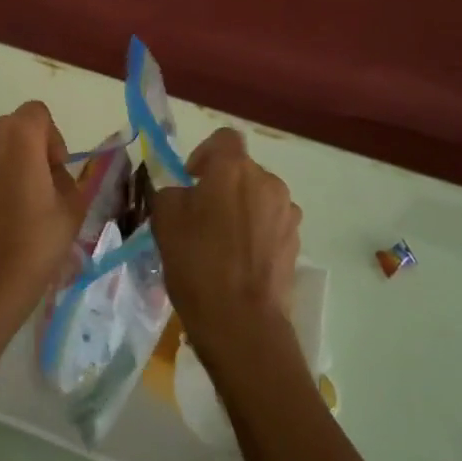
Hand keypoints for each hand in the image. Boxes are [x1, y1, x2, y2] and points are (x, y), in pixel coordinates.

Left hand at [0, 101, 84, 333]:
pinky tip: (0, 207)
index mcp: (19, 135)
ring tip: (20, 197)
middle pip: (15, 125)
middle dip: (32, 146)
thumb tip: (50, 173)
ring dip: (11, 158)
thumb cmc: (35, 241)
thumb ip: (65, 177)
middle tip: (42, 184)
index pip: (39, 114)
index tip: (56, 171)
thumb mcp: (71, 207)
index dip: (53, 139)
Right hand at [151, 128, 300, 368]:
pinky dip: (256, 232)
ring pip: (258, 197)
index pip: (224, 138)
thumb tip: (184, 192)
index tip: (191, 180)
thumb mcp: (165, 220)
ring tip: (223, 241)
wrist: (242, 322)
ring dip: (242, 208)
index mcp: (233, 168)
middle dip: (222, 185)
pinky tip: (241, 260)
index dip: (205, 154)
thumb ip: (172, 192)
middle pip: (242, 170)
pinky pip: (271, 223)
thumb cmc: (197, 263)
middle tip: (201, 215)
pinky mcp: (296, 241)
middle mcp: (267, 181)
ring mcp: (287, 212)